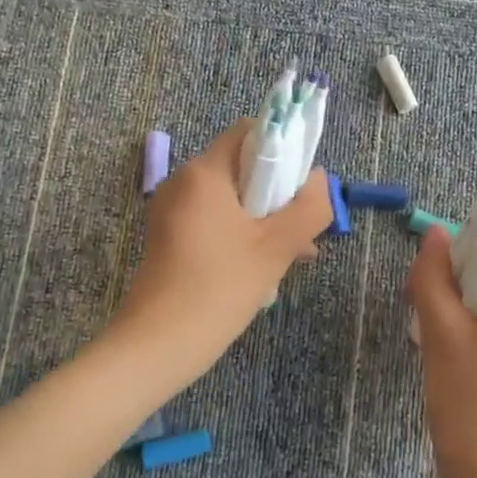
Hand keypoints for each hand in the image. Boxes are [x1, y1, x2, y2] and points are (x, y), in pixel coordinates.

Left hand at [110, 118, 332, 381]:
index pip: (250, 132)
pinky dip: (241, 232)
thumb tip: (320, 180)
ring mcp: (172, 210)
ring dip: (265, 217)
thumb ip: (308, 208)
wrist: (157, 346)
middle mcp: (183, 182)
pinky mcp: (169, 236)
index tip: (304, 185)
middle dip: (279, 192)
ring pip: (231, 197)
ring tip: (294, 253)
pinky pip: (214, 219)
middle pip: (242, 166)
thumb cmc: (218, 289)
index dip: (285, 148)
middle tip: (304, 227)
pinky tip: (264, 265)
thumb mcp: (276, 248)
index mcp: (204, 173)